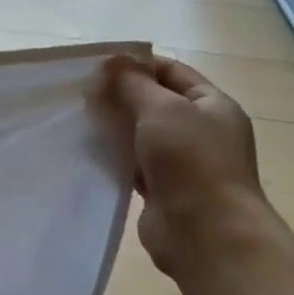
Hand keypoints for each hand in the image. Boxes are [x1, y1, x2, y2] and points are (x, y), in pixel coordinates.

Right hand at [104, 55, 267, 277]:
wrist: (205, 233)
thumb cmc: (191, 160)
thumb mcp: (162, 108)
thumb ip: (134, 83)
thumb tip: (115, 61)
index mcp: (213, 106)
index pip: (172, 71)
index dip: (137, 64)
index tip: (99, 66)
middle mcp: (201, 131)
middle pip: (155, 101)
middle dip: (120, 95)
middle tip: (83, 91)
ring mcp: (183, 162)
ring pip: (141, 132)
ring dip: (114, 125)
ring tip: (80, 118)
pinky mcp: (162, 188)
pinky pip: (133, 162)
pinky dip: (114, 154)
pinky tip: (89, 148)